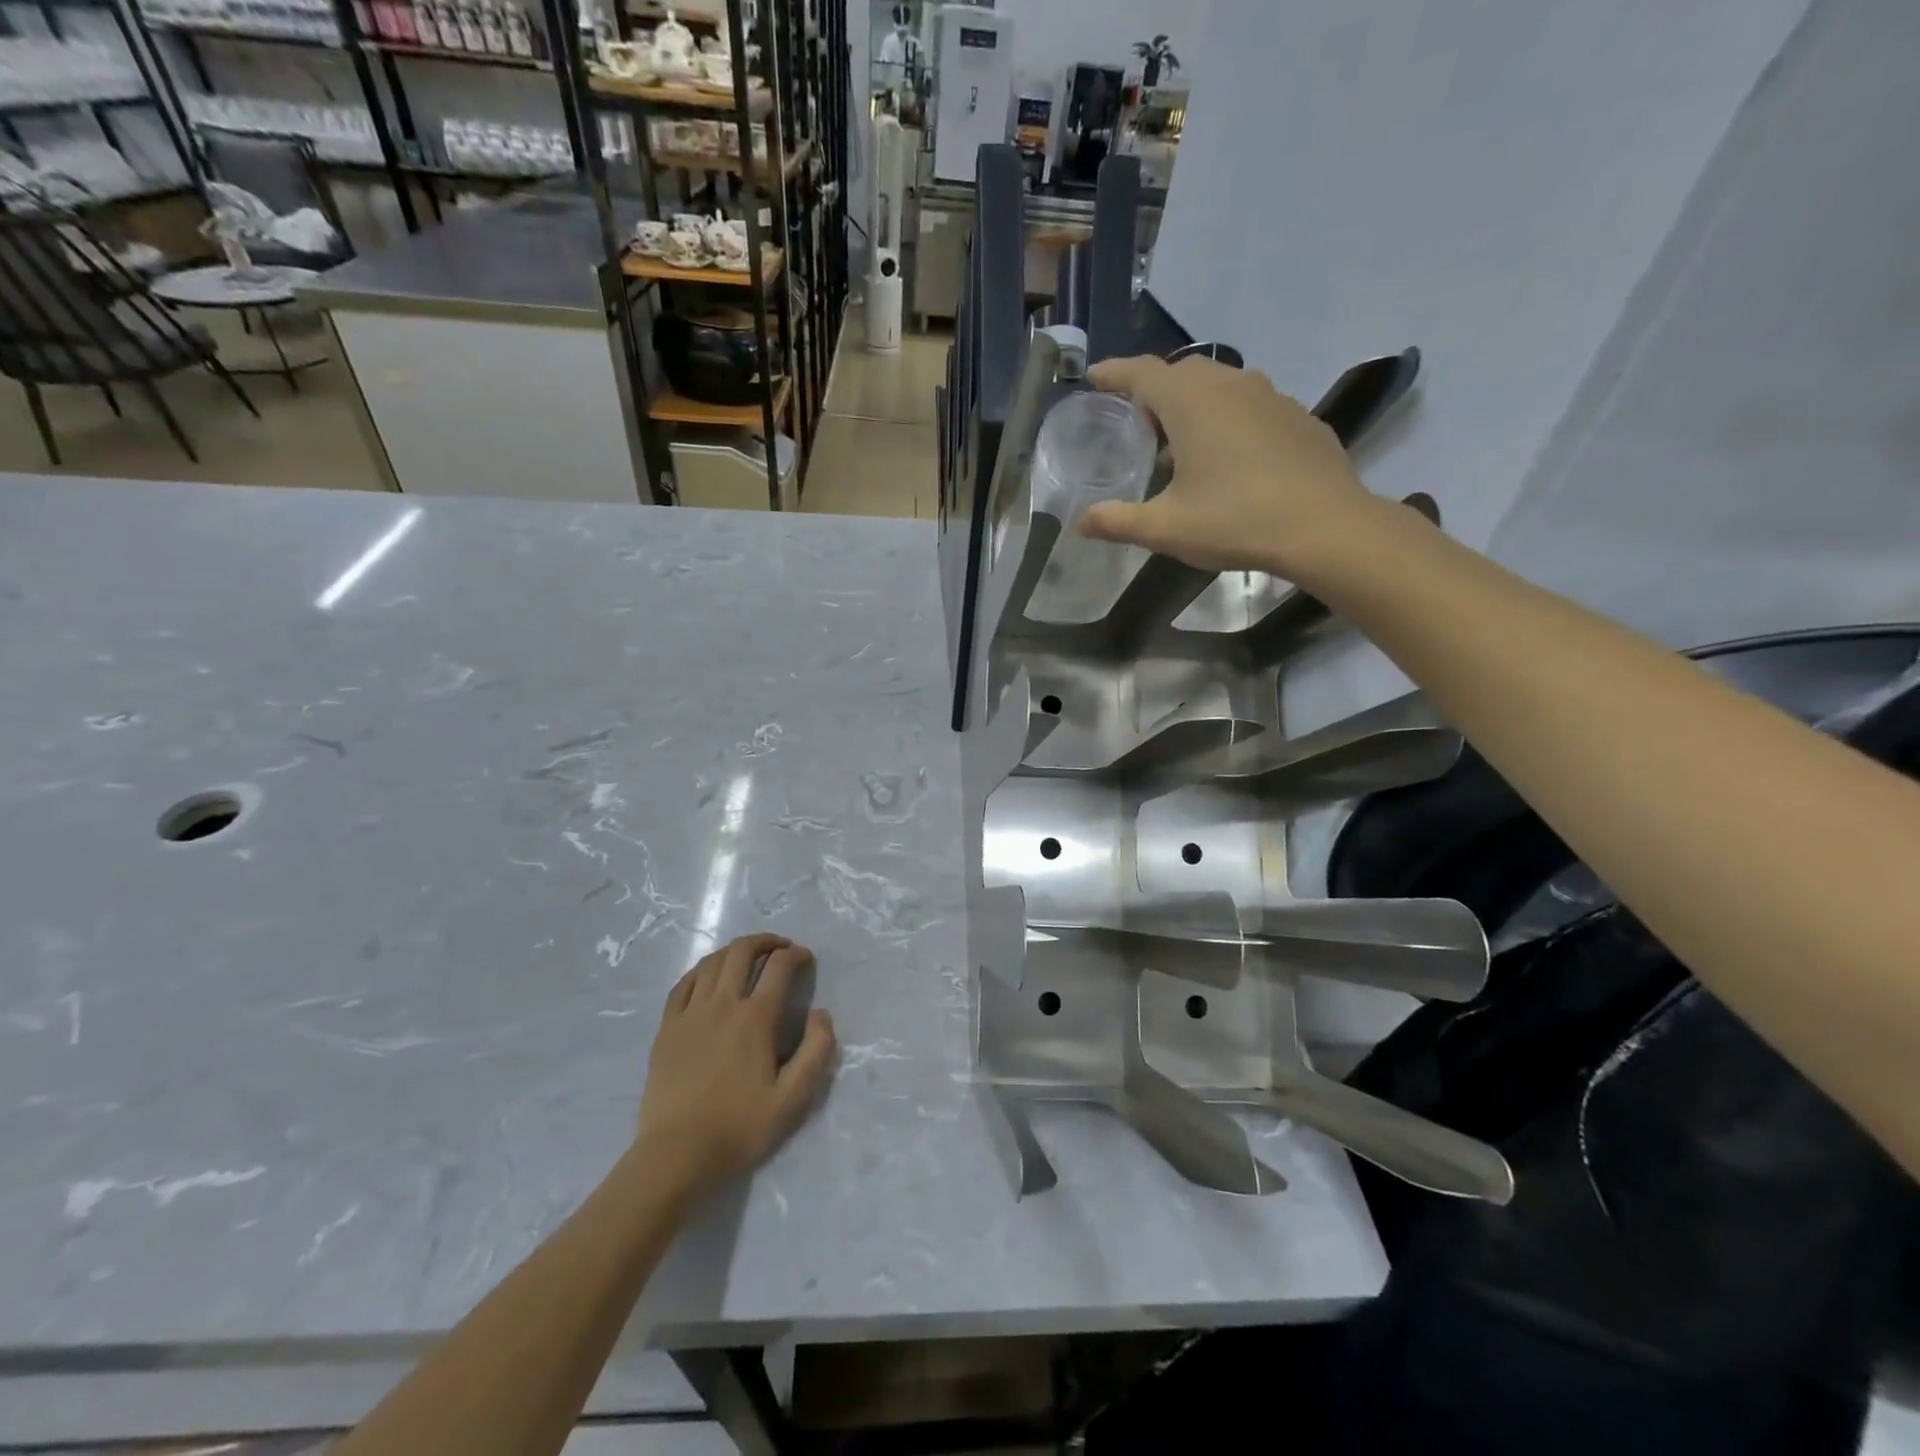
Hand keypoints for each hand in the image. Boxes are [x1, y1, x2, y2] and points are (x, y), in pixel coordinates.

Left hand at [636, 933, 836, 1198]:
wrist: (676, 1155)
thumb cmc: (739, 1127)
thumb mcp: (793, 1099)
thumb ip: (817, 1051)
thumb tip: (821, 1013)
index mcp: (755, 1018)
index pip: (779, 967)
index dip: (796, 955)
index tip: (806, 959)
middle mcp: (722, 1004)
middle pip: (742, 952)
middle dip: (766, 942)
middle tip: (781, 949)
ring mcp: (690, 1013)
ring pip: (712, 962)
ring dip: (735, 951)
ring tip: (749, 956)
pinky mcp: (667, 1027)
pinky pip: (684, 983)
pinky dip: (702, 970)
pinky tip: (709, 975)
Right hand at [1076, 355, 1376, 577]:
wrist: (1324, 526)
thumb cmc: (1235, 520)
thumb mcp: (1165, 528)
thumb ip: (1118, 522)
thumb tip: (1080, 524)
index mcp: (1191, 402)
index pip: (1141, 373)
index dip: (1114, 373)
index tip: (1094, 376)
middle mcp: (1230, 385)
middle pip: (1181, 373)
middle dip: (1154, 391)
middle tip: (1138, 425)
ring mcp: (1270, 396)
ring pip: (1220, 386)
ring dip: (1194, 406)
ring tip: (1182, 446)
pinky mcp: (1297, 417)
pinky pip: (1250, 406)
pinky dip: (1229, 420)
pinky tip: (1230, 459)